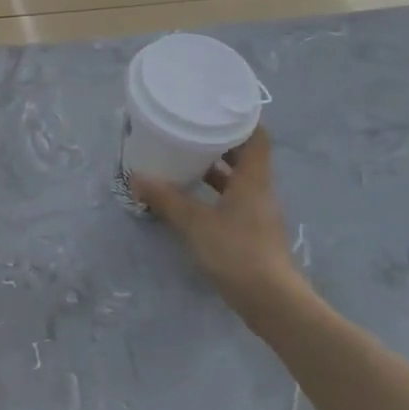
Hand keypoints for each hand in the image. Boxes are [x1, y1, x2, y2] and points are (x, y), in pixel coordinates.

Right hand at [132, 129, 302, 310]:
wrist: (271, 301)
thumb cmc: (236, 252)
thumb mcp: (195, 223)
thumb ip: (167, 199)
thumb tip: (137, 177)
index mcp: (253, 179)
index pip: (258, 136)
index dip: (242, 119)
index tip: (217, 108)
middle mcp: (260, 190)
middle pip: (246, 156)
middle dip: (220, 143)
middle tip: (191, 131)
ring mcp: (259, 213)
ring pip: (239, 180)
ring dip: (217, 170)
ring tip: (186, 161)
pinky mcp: (253, 233)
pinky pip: (235, 201)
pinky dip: (216, 194)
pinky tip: (193, 198)